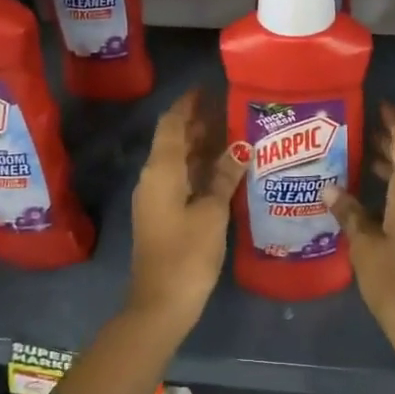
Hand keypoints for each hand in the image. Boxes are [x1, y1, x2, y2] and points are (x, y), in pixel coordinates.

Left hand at [126, 90, 247, 329]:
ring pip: (178, 161)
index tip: (208, 89)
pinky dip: (199, 169)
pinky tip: (224, 170)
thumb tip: (240, 147)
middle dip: (198, 124)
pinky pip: (181, 180)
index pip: (171, 124)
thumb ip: (225, 177)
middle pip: (174, 141)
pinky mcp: (163, 215)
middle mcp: (153, 178)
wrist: (160, 304)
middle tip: (230, 110)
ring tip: (233, 134)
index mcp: (161, 171)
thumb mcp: (212, 213)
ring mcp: (156, 198)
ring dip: (200, 147)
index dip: (187, 104)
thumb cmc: (187, 254)